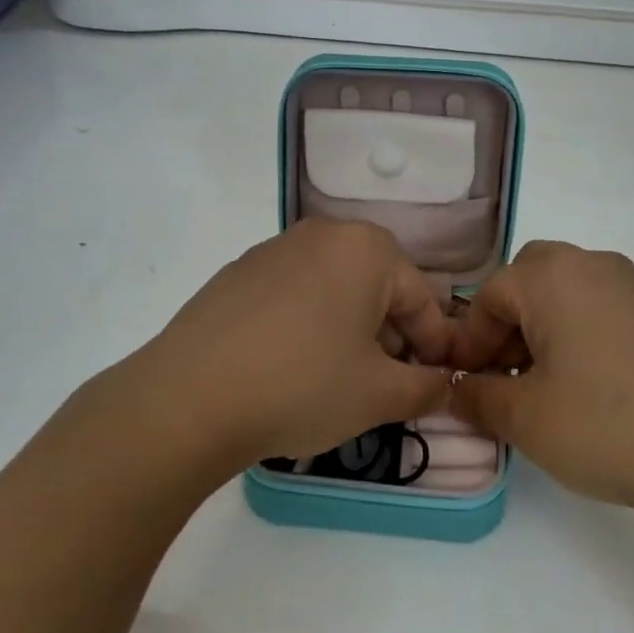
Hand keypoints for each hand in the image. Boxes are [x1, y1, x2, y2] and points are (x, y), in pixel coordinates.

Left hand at [132, 219, 455, 472]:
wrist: (189, 397)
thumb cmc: (302, 385)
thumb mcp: (380, 395)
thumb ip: (427, 388)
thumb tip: (444, 384)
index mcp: (366, 248)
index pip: (421, 298)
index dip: (435, 346)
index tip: (438, 384)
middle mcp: (321, 235)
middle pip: (376, 287)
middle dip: (391, 336)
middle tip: (389, 385)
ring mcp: (273, 250)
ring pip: (334, 289)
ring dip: (350, 330)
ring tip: (341, 379)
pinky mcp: (237, 273)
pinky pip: (293, 295)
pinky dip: (308, 324)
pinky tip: (293, 366)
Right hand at [448, 241, 633, 519]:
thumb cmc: (606, 425)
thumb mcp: (524, 418)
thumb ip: (477, 397)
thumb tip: (456, 389)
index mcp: (551, 275)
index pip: (488, 295)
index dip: (469, 342)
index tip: (467, 385)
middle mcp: (591, 264)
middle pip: (527, 282)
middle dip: (505, 326)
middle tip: (504, 376)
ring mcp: (632, 286)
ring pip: (564, 295)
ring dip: (540, 332)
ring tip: (542, 389)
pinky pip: (598, 310)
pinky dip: (576, 337)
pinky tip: (586, 389)